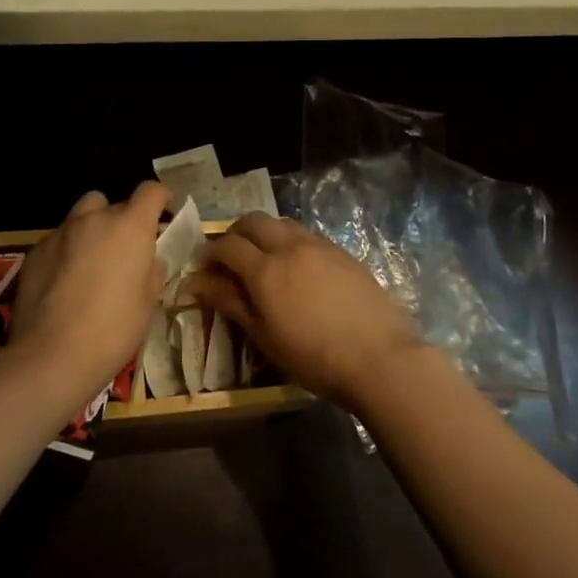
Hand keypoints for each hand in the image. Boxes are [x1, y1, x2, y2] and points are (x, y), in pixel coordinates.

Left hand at [7, 183, 169, 405]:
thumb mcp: (147, 304)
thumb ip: (151, 272)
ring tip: (90, 261)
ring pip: (81, 216)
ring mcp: (60, 233)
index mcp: (130, 227)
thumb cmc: (113, 330)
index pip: (150, 190)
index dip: (159, 198)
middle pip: (113, 203)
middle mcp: (94, 219)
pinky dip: (65, 252)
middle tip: (124, 250)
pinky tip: (63, 283)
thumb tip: (149, 261)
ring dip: (91, 230)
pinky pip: (57, 241)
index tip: (162, 211)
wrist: (52, 357)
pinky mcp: (35, 252)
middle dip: (121, 220)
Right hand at [186, 214, 421, 405]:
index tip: (204, 266)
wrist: (379, 357)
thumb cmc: (314, 357)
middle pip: (253, 221)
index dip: (210, 252)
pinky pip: (307, 234)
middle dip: (236, 233)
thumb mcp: (265, 336)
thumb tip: (197, 282)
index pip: (227, 245)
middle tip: (230, 256)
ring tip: (264, 257)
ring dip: (265, 232)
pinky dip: (291, 240)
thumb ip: (231, 302)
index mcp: (265, 269)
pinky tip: (297, 266)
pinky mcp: (342, 251)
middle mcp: (289, 246)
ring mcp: (319, 245)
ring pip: (282, 222)